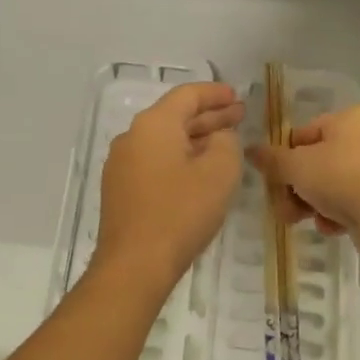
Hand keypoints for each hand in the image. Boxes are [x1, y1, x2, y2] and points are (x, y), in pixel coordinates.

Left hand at [95, 82, 245, 292]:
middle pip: (174, 116)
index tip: (237, 96)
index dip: (215, 93)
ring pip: (164, 140)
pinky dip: (179, 157)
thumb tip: (218, 137)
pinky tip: (199, 171)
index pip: (187, 95)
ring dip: (195, 139)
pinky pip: (154, 160)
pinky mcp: (120, 189)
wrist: (134, 265)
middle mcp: (132, 136)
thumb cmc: (180, 212)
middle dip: (209, 116)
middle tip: (239, 117)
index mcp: (153, 124)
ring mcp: (121, 164)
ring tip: (224, 143)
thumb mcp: (219, 172)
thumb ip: (226, 143)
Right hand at [248, 103, 359, 235]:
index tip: (276, 179)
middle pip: (320, 161)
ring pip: (336, 184)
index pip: (306, 134)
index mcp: (352, 118)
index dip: (286, 157)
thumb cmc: (338, 176)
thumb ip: (272, 159)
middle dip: (299, 187)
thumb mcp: (296, 166)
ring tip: (304, 220)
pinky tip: (330, 226)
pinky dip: (339, 213)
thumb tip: (251, 150)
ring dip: (315, 202)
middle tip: (285, 207)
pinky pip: (355, 200)